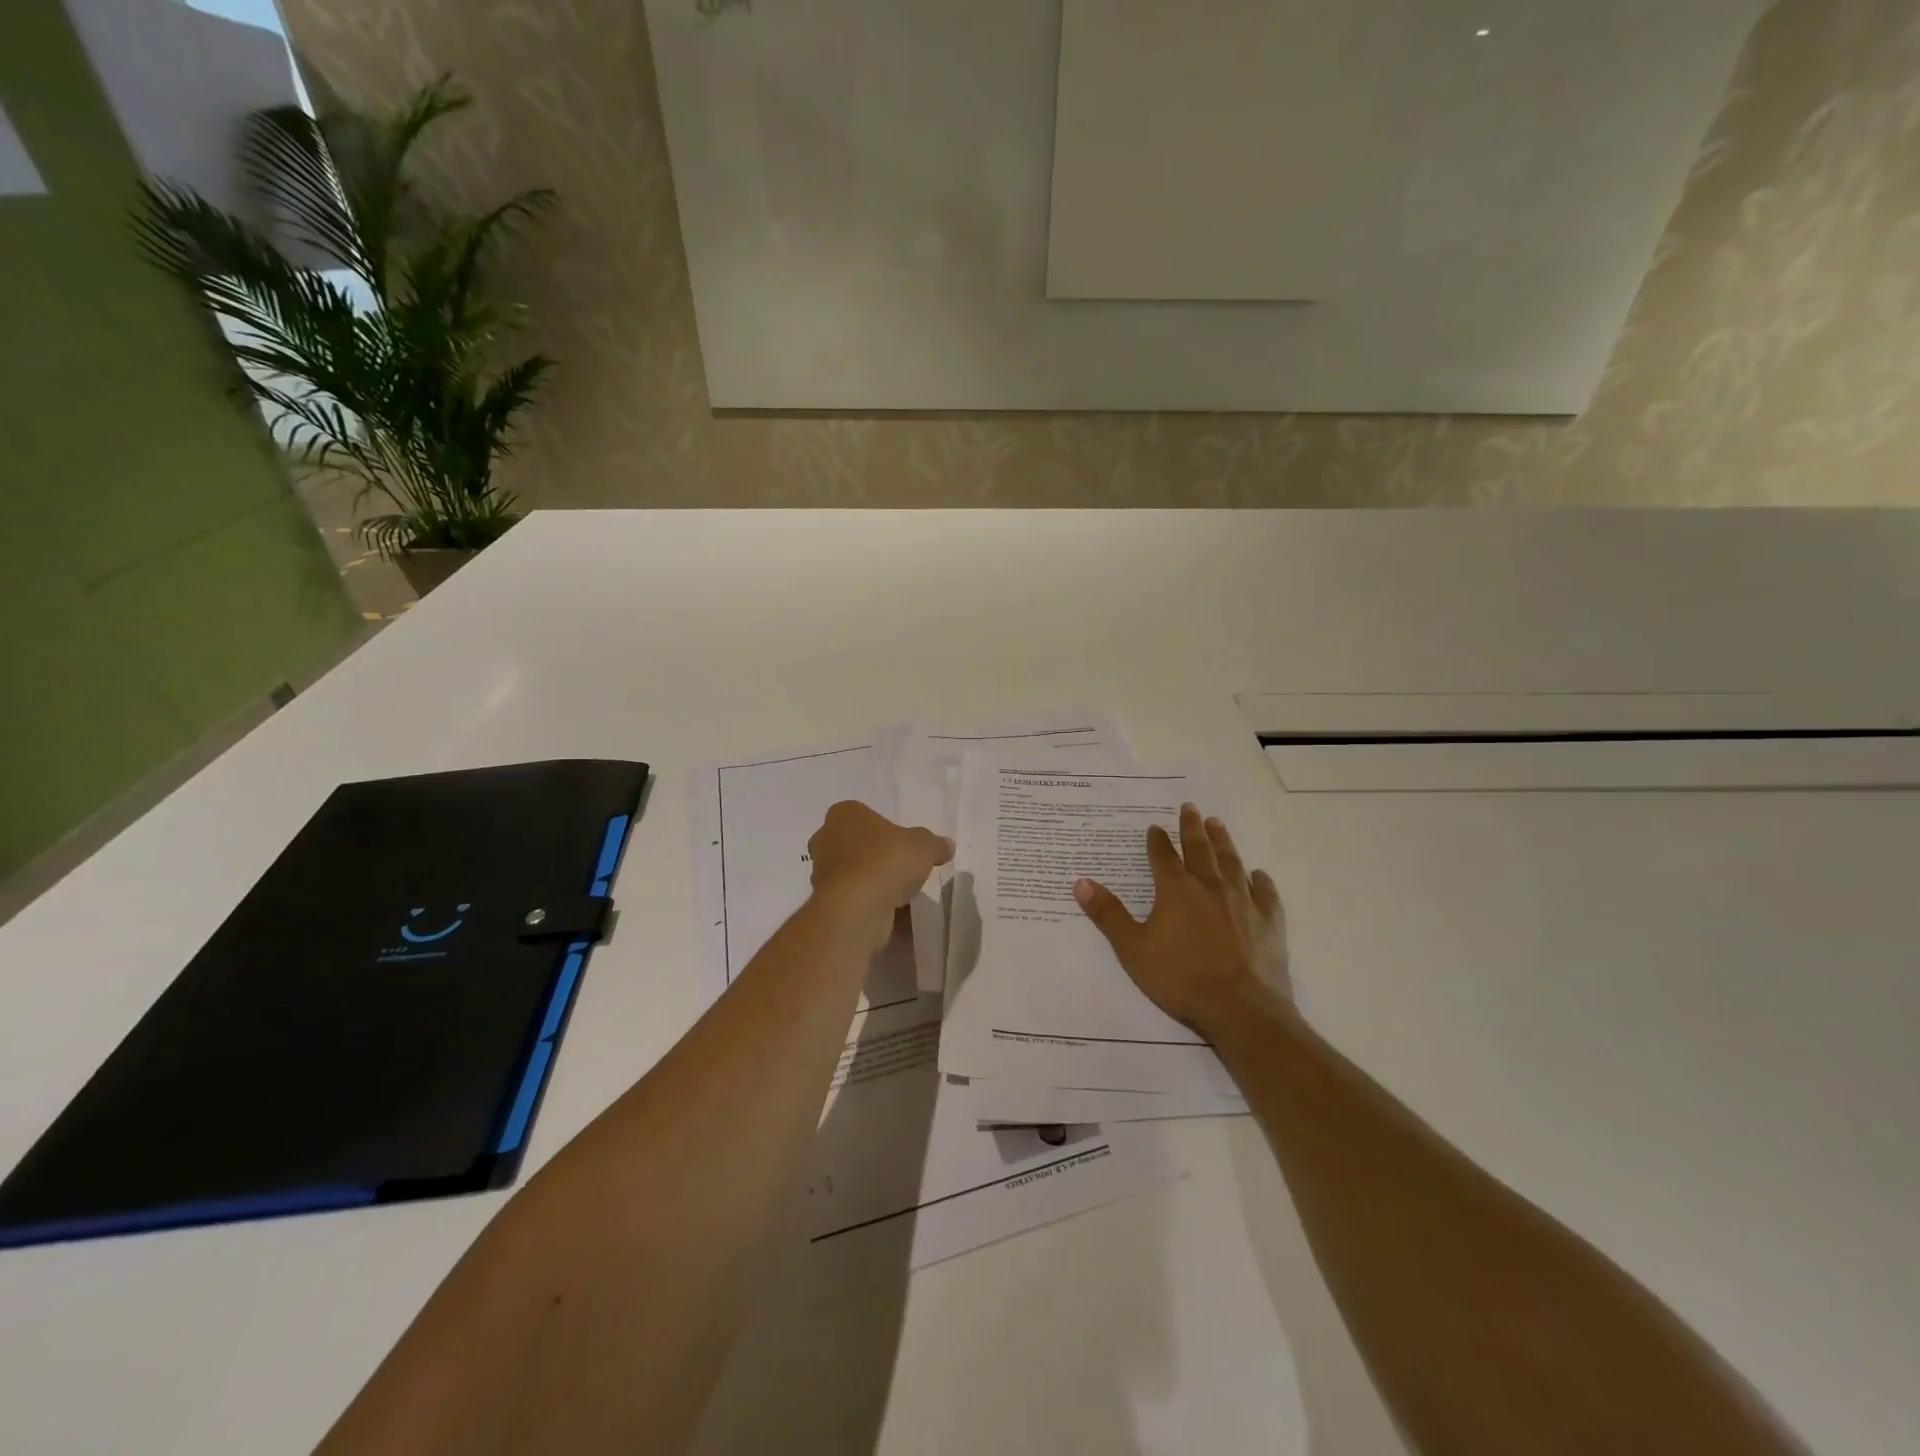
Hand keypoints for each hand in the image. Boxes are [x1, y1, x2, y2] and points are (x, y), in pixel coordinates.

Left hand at [808, 801, 953, 933]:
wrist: (857, 908)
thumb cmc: (887, 861)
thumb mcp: (924, 846)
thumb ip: (935, 844)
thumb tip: (946, 845)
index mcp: (844, 814)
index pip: (864, 815)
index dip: (885, 829)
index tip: (903, 845)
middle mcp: (825, 838)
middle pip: (855, 843)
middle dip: (875, 855)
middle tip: (901, 867)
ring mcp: (821, 872)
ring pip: (852, 872)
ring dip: (871, 881)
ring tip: (898, 894)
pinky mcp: (824, 901)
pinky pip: (852, 897)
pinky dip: (867, 903)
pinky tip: (888, 912)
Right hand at [1074, 803, 1289, 1034]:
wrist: (1241, 1008)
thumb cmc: (1181, 978)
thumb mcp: (1132, 949)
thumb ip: (1108, 914)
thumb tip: (1081, 882)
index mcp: (1176, 890)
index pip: (1163, 857)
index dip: (1157, 841)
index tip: (1155, 827)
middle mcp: (1210, 886)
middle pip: (1200, 849)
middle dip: (1192, 828)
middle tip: (1190, 808)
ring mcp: (1244, 902)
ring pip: (1231, 862)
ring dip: (1223, 842)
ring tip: (1217, 824)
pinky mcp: (1269, 922)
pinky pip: (1265, 893)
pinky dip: (1260, 880)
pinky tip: (1258, 874)